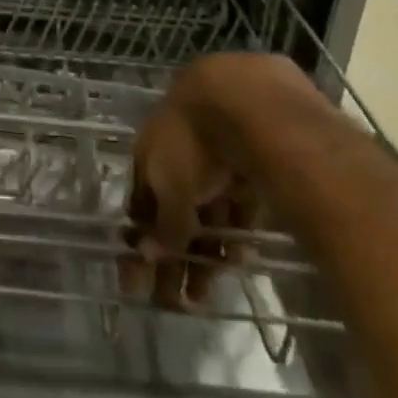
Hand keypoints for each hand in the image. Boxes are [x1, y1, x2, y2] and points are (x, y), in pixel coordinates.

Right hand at [121, 54, 319, 308]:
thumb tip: (144, 254)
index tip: (144, 279)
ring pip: (211, 205)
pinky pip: (241, 198)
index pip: (141, 202)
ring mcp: (219, 150)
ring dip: (209, 246)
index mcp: (152, 151)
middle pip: (177, 208)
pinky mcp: (257, 153)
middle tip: (183, 299)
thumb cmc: (194, 142)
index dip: (142, 240)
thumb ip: (162, 225)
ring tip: (215, 287)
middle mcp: (180, 149)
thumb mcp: (170, 187)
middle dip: (177, 253)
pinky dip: (239, 225)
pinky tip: (246, 254)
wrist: (247, 99)